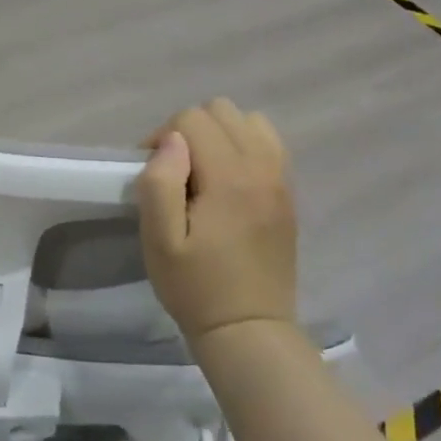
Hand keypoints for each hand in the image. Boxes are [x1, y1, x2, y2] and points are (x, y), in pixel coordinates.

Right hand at [136, 99, 297, 344]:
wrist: (249, 330)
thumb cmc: (196, 287)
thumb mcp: (160, 241)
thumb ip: (160, 183)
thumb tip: (171, 142)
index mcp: (230, 177)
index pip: (191, 119)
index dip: (162, 137)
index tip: (151, 172)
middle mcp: (262, 167)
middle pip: (221, 110)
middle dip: (190, 130)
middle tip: (175, 171)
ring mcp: (281, 179)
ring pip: (249, 121)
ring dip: (220, 134)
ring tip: (204, 171)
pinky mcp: (288, 193)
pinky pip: (268, 143)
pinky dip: (244, 146)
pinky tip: (229, 179)